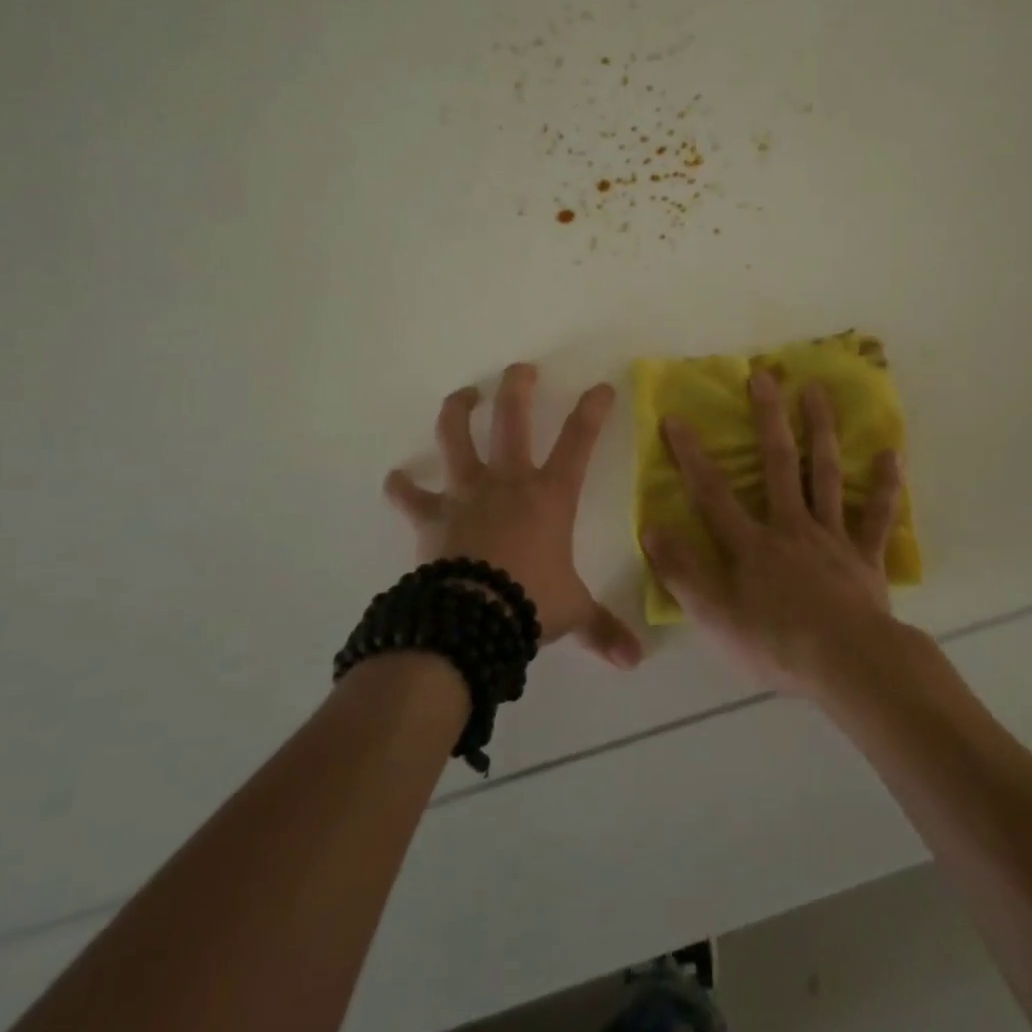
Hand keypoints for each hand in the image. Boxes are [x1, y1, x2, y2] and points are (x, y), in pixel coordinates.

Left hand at [384, 363, 642, 669]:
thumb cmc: (530, 602)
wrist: (472, 618)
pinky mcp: (431, 516)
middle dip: (518, 388)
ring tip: (463, 396)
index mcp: (549, 495)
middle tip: (520, 370)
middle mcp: (508, 481)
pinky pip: (410, 496)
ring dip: (459, 412)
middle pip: (513, 420)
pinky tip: (396, 479)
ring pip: (457, 438)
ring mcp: (466, 493)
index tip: (601, 387)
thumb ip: (603, 629)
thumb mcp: (572, 613)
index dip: (592, 410)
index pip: (579, 441)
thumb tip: (634, 661)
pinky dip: (401, 487)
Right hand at [643, 371, 904, 696]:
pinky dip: (886, 486)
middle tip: (764, 374)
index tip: (675, 416)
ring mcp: (832, 537)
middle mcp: (791, 526)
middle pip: (779, 464)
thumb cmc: (777, 645)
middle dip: (768, 418)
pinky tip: (892, 453)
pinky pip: (877, 516)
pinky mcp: (865, 557)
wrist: (849, 666)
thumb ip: (682, 572)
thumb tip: (651, 527)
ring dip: (821, 430)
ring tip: (817, 390)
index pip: (713, 492)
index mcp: (752, 544)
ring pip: (826, 474)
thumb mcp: (715, 617)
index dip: (691, 455)